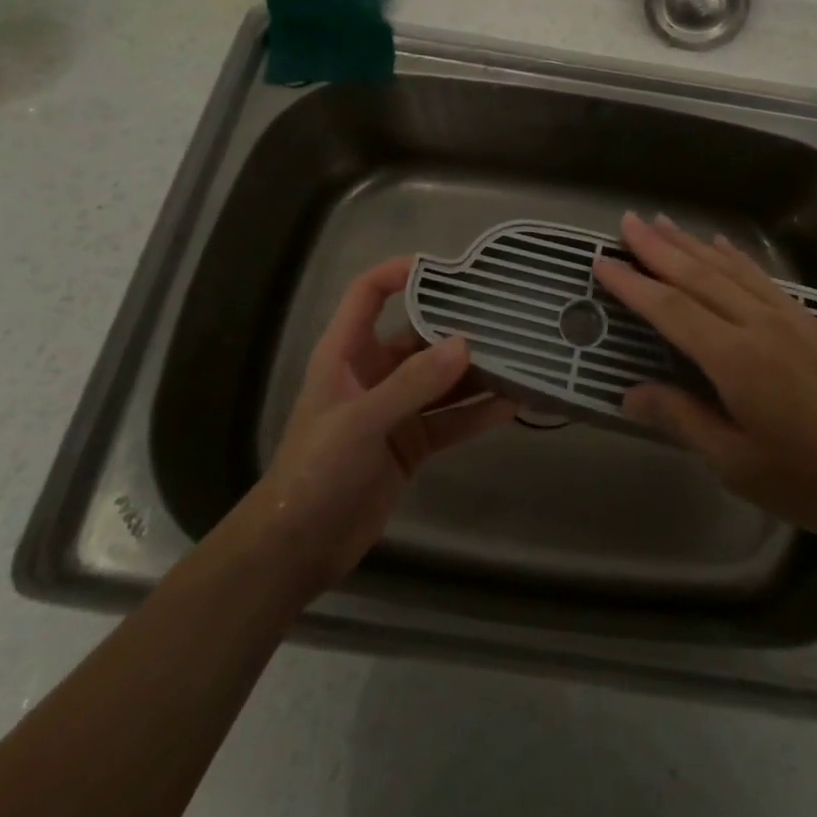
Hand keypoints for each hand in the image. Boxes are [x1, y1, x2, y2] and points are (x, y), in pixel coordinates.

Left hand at [244, 256, 515, 600]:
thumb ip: (412, 383)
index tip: (445, 267)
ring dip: (475, 371)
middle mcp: (373, 373)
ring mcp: (395, 409)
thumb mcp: (361, 421)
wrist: (297, 549)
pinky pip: (450, 419)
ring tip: (519, 357)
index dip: (398, 272)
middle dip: (457, 326)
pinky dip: (477, 413)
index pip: (368, 294)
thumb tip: (465, 344)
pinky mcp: (412, 443)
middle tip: (503, 315)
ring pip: (441, 379)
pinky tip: (512, 405)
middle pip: (419, 335)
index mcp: (346, 353)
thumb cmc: (315, 471)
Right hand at [593, 212, 816, 544]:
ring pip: (729, 268)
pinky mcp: (810, 320)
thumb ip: (683, 420)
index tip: (602, 260)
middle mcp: (757, 324)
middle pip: (697, 275)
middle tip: (625, 221)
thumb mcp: (737, 463)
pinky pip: (762, 277)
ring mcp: (787, 316)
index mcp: (734, 359)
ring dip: (692, 243)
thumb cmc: (812, 478)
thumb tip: (631, 394)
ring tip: (662, 222)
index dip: (632, 284)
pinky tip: (723, 245)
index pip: (670, 309)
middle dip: (657, 247)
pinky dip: (736, 257)